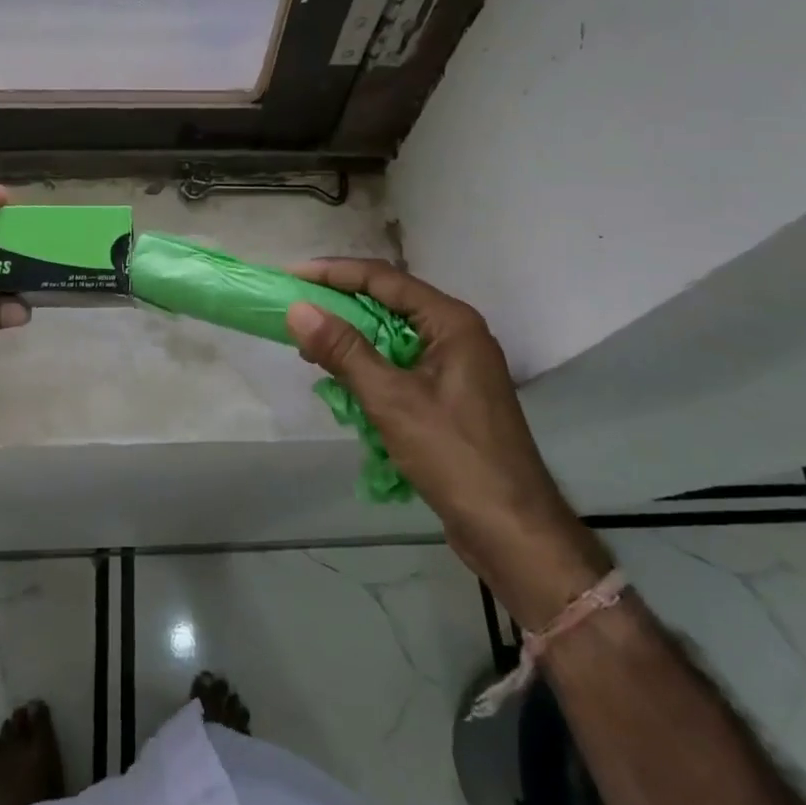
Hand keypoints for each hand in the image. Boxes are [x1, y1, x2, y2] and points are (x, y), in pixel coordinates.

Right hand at [284, 261, 608, 622]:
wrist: (512, 531)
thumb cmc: (453, 455)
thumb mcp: (391, 399)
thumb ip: (344, 350)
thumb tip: (298, 310)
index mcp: (451, 322)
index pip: (385, 279)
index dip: (335, 273)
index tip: (293, 276)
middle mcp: (457, 334)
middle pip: (390, 303)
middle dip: (341, 305)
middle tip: (296, 311)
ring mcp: (456, 366)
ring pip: (393, 336)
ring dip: (353, 339)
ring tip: (310, 346)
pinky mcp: (450, 395)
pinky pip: (401, 365)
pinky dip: (370, 367)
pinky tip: (343, 381)